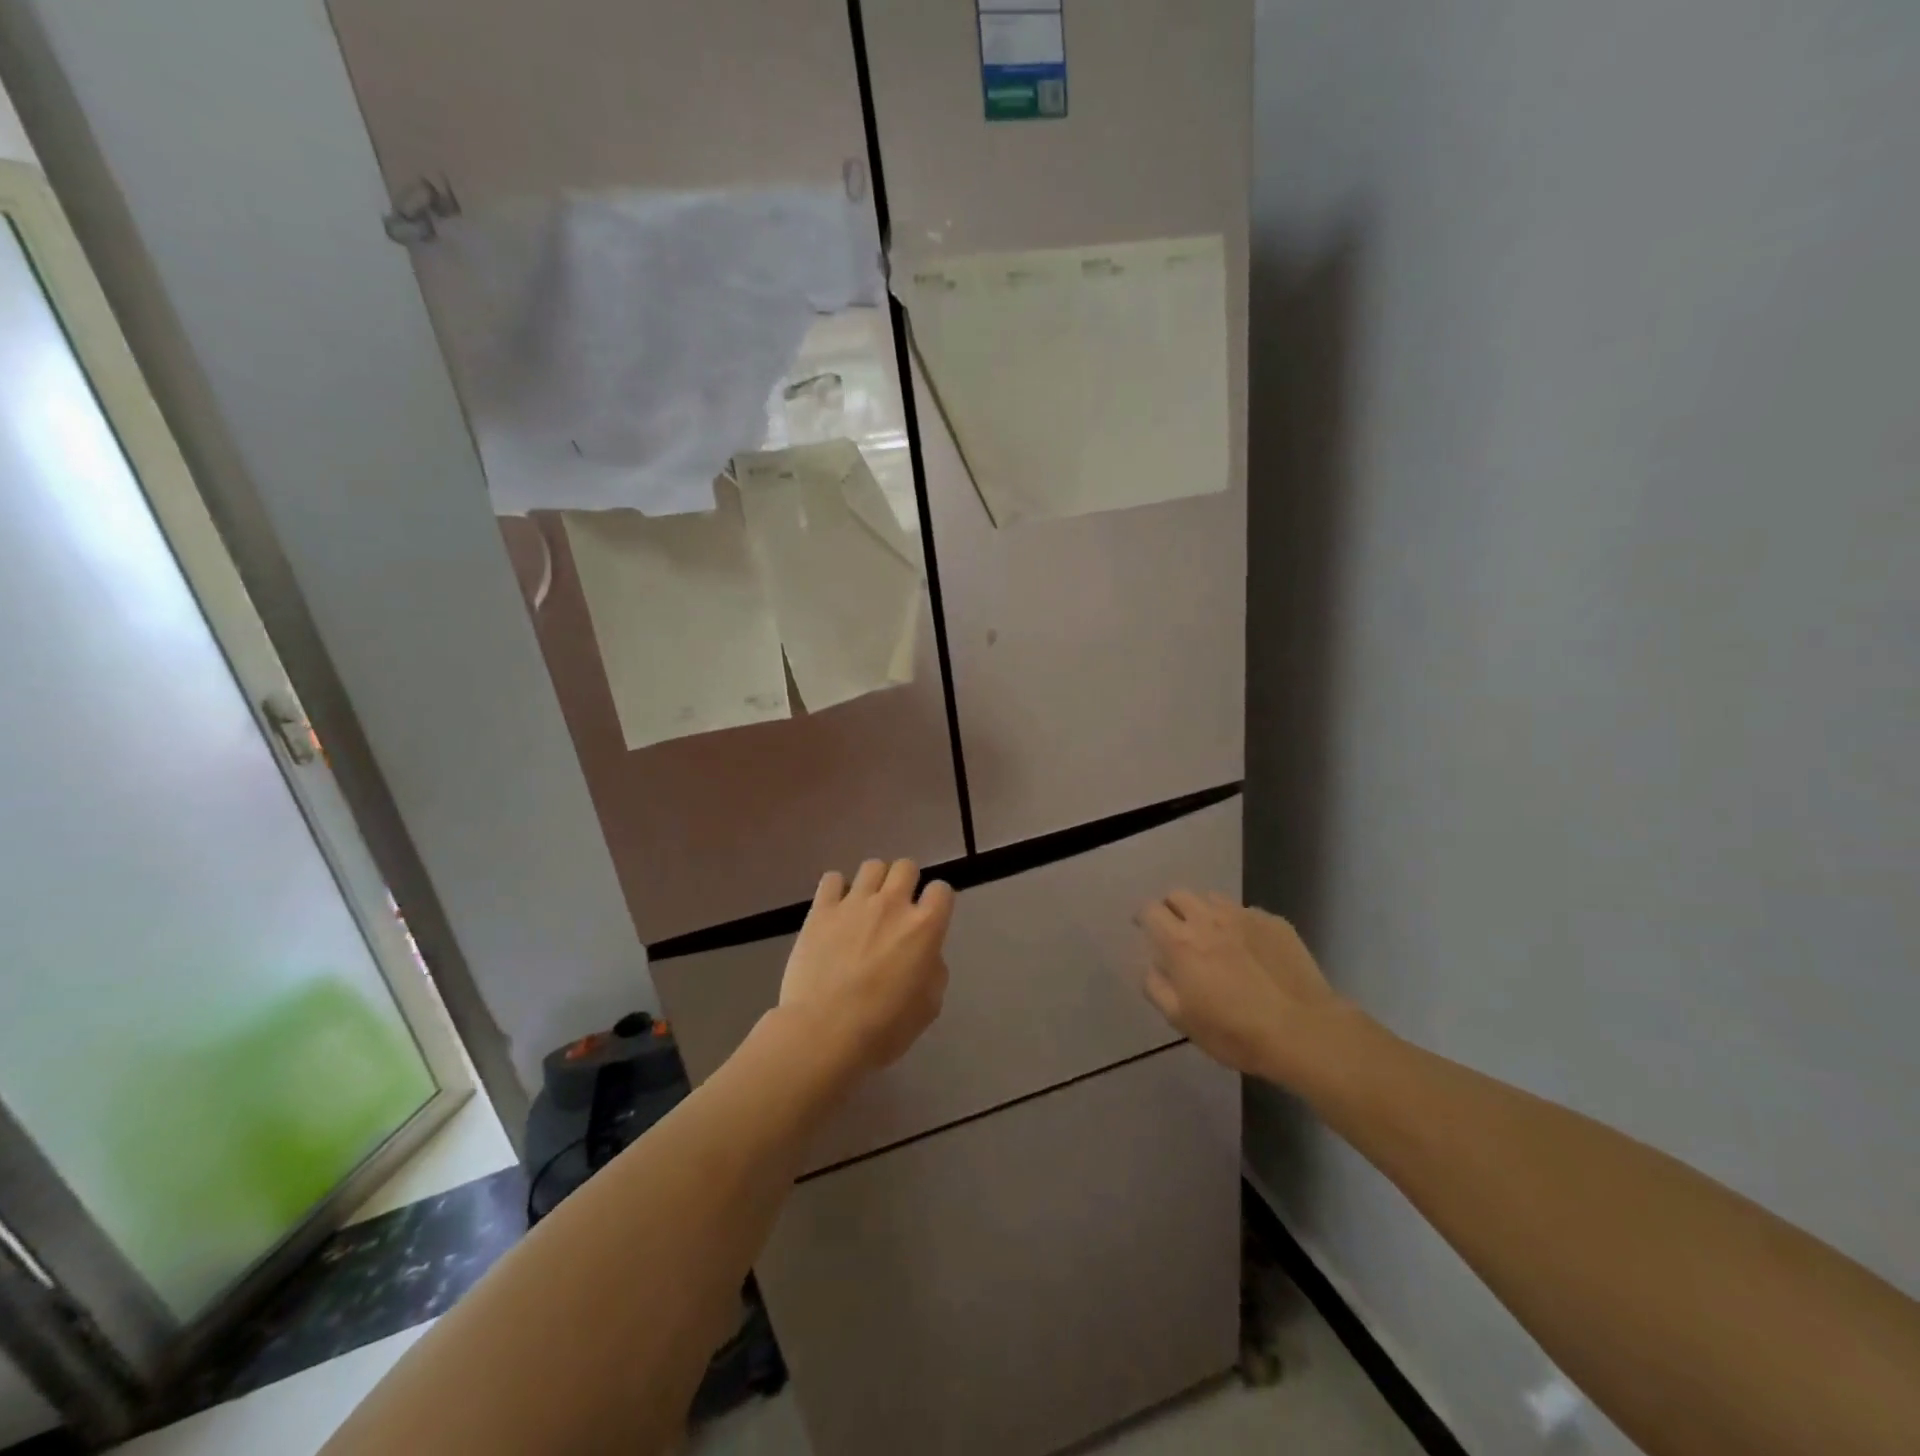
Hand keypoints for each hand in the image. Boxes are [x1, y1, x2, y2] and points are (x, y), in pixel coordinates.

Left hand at [780, 859, 954, 1071]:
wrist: (823, 1033)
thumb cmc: (882, 1028)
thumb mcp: (928, 1007)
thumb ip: (933, 971)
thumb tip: (925, 954)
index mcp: (924, 928)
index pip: (941, 890)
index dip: (937, 902)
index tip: (930, 917)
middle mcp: (892, 904)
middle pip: (906, 867)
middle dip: (906, 882)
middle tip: (897, 908)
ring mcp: (854, 903)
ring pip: (872, 866)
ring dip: (874, 882)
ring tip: (866, 905)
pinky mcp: (821, 910)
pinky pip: (832, 878)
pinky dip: (837, 889)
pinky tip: (835, 909)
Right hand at [1137, 891, 1346, 1083]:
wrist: (1303, 1030)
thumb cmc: (1234, 1032)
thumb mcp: (1182, 1021)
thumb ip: (1157, 988)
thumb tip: (1150, 967)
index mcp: (1180, 942)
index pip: (1150, 910)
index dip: (1144, 917)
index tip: (1145, 928)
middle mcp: (1208, 919)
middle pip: (1179, 895)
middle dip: (1171, 908)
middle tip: (1177, 931)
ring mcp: (1243, 916)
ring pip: (1213, 898)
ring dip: (1204, 911)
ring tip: (1213, 935)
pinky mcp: (1274, 922)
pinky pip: (1246, 912)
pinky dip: (1238, 924)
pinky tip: (1250, 949)